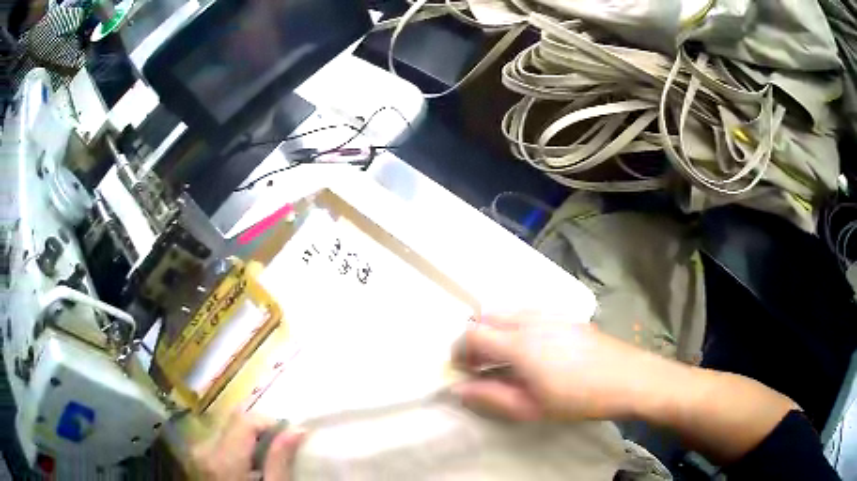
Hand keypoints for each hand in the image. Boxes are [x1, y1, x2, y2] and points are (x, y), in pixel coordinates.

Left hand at [191, 410, 305, 479]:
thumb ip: (279, 462)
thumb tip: (296, 430)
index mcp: (222, 458)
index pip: (245, 420)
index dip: (270, 424)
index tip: (288, 438)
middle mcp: (203, 448)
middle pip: (234, 421)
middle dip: (259, 431)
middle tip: (280, 450)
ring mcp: (197, 451)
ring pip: (227, 428)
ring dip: (247, 438)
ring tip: (263, 460)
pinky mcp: (197, 456)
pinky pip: (218, 439)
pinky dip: (235, 446)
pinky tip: (247, 466)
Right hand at [452, 314, 668, 421]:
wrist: (627, 378)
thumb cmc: (577, 398)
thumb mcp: (530, 408)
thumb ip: (490, 397)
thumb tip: (459, 389)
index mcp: (518, 343)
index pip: (472, 334)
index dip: (459, 351)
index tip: (461, 371)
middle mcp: (529, 319)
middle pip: (486, 316)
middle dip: (474, 339)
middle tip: (479, 366)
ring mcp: (550, 313)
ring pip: (507, 312)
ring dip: (494, 331)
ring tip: (503, 359)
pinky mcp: (565, 315)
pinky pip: (528, 313)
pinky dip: (515, 326)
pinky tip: (531, 350)